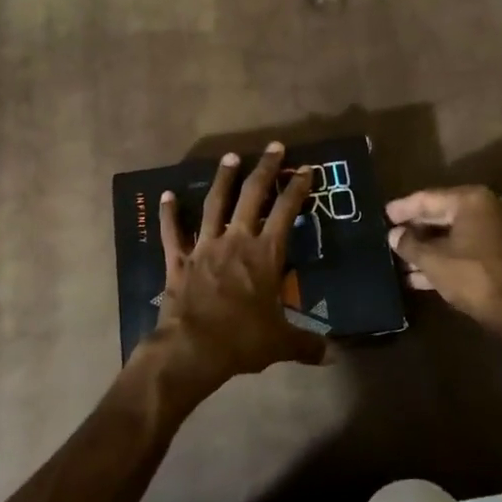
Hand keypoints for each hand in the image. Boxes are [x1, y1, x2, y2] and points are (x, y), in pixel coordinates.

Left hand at [145, 143, 326, 400]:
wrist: (192, 348)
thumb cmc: (242, 340)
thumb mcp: (281, 343)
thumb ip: (307, 344)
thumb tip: (334, 355)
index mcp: (265, 254)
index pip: (286, 211)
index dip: (297, 188)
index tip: (305, 168)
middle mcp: (236, 241)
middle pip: (252, 195)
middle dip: (265, 169)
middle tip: (274, 146)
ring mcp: (205, 246)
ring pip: (215, 204)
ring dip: (223, 179)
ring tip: (229, 156)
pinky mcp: (179, 259)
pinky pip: (172, 232)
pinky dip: (169, 213)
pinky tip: (166, 194)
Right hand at [385, 186, 501, 333]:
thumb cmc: (473, 277)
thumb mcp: (433, 261)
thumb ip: (409, 244)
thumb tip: (393, 235)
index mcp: (473, 200)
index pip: (429, 198)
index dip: (403, 208)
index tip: (383, 213)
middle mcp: (489, 208)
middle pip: (442, 214)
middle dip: (415, 229)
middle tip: (390, 235)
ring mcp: (498, 231)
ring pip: (454, 234)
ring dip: (427, 248)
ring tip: (399, 259)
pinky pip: (466, 247)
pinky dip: (445, 257)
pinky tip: (418, 275)